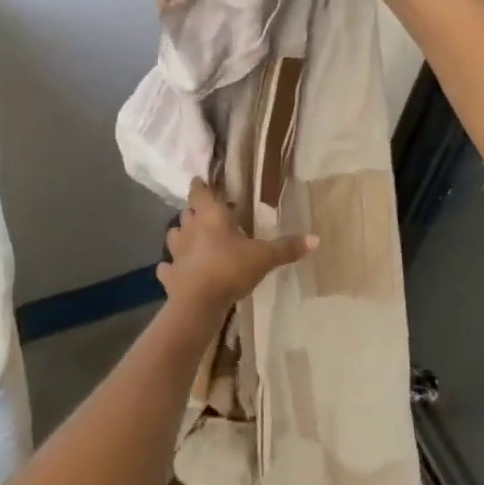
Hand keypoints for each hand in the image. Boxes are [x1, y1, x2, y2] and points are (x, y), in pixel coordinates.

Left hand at [158, 180, 313, 320]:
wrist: (198, 302)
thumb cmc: (230, 269)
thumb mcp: (263, 258)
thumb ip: (287, 247)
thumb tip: (316, 238)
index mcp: (210, 216)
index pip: (200, 192)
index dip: (200, 185)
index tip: (201, 181)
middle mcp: (190, 228)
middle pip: (187, 212)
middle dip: (195, 211)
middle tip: (208, 214)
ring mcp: (176, 251)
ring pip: (174, 235)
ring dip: (182, 235)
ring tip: (193, 240)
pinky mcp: (169, 274)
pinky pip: (167, 266)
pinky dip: (172, 266)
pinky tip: (177, 270)